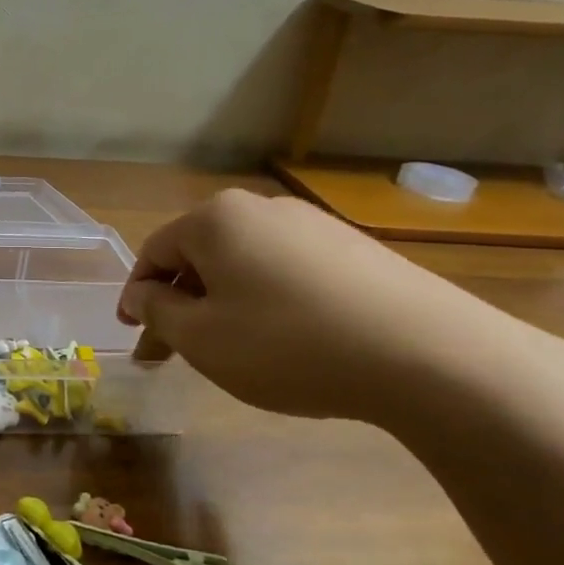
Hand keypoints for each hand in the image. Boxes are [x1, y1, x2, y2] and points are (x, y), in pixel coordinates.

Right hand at [117, 189, 563, 423]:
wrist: (429, 355)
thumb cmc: (287, 344)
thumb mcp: (200, 338)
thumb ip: (157, 312)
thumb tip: (144, 295)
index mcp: (215, 220)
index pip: (154, 253)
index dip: (136, 295)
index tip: (134, 334)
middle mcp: (262, 209)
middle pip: (200, 256)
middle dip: (179, 303)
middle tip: (171, 352)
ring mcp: (314, 226)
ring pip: (243, 265)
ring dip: (221, 304)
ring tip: (228, 350)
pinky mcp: (355, 250)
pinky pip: (287, 272)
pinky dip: (266, 302)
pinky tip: (282, 340)